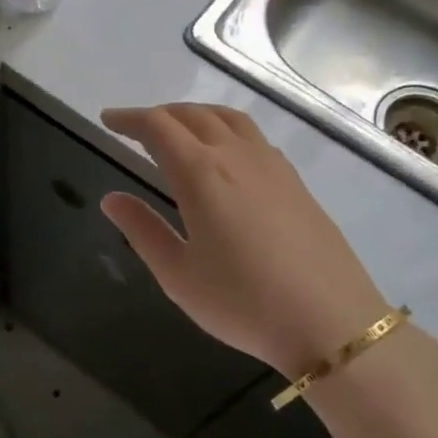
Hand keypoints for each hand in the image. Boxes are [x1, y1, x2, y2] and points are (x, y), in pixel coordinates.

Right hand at [98, 103, 392, 378]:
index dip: (129, 119)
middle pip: (193, 115)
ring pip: (229, 118)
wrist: (330, 322)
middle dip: (159, 115)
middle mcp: (236, 156)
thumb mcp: (178, 275)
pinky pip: (254, 137)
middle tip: (136, 128)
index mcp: (200, 174)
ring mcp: (272, 166)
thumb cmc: (243, 303)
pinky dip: (227, 130)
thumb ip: (142, 230)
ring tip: (179, 131)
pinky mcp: (296, 182)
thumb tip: (112, 199)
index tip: (108, 120)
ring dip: (196, 115)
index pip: (158, 127)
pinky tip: (226, 156)